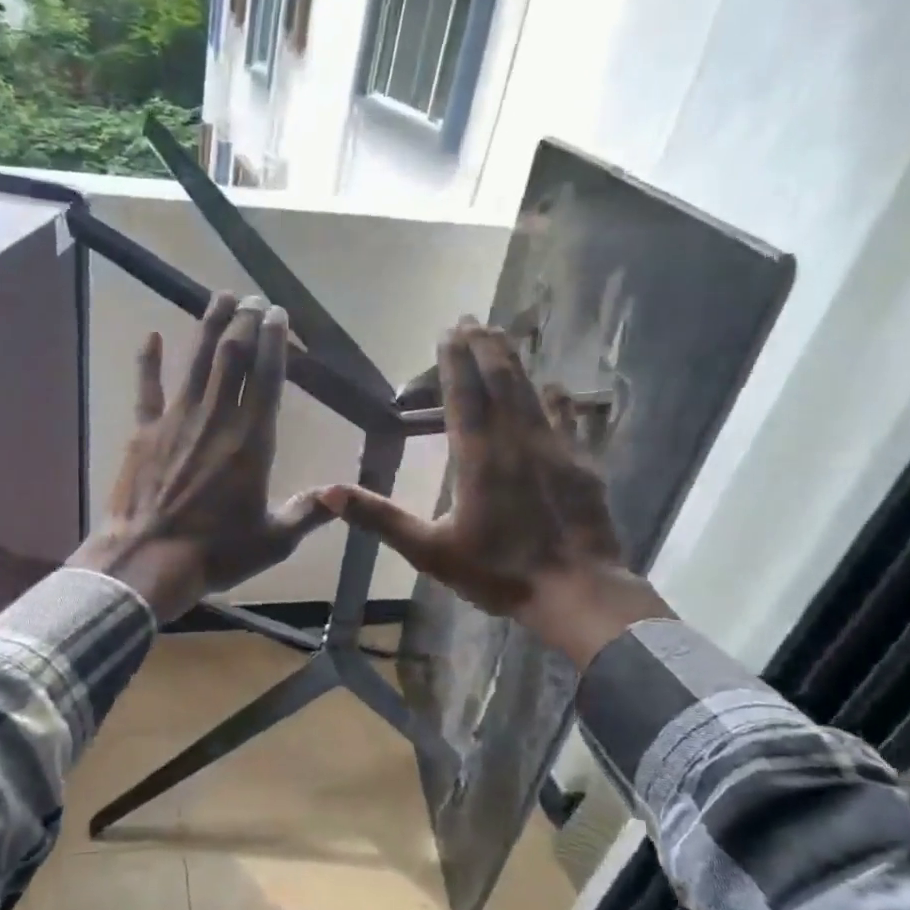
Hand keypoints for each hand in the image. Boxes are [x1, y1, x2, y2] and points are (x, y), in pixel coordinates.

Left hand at [70, 293, 333, 621]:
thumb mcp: (273, 541)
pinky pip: (146, 388)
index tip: (278, 314)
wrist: (148, 560)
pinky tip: (149, 336)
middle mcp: (216, 419)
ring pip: (196, 361)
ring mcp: (176, 420)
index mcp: (252, 441)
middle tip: (252, 299)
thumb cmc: (215, 553)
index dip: (274, 341)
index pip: (268, 377)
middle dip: (245, 322)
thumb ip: (307, 514)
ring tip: (219, 296)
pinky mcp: (143, 432)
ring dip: (209, 326)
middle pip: (233, 357)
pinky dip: (147, 361)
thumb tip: (342, 495)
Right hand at [318, 318, 669, 666]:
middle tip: (474, 319)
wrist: (575, 590)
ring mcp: (555, 449)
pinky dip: (558, 399)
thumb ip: (380, 518)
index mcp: (478, 458)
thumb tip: (327, 492)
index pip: (463, 396)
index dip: (454, 362)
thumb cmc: (497, 571)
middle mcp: (517, 441)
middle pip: (501, 382)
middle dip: (485, 348)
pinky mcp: (581, 464)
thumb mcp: (428, 550)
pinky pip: (568, 419)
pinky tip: (557, 387)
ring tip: (504, 336)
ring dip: (516, 363)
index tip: (448, 330)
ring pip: (532, 393)